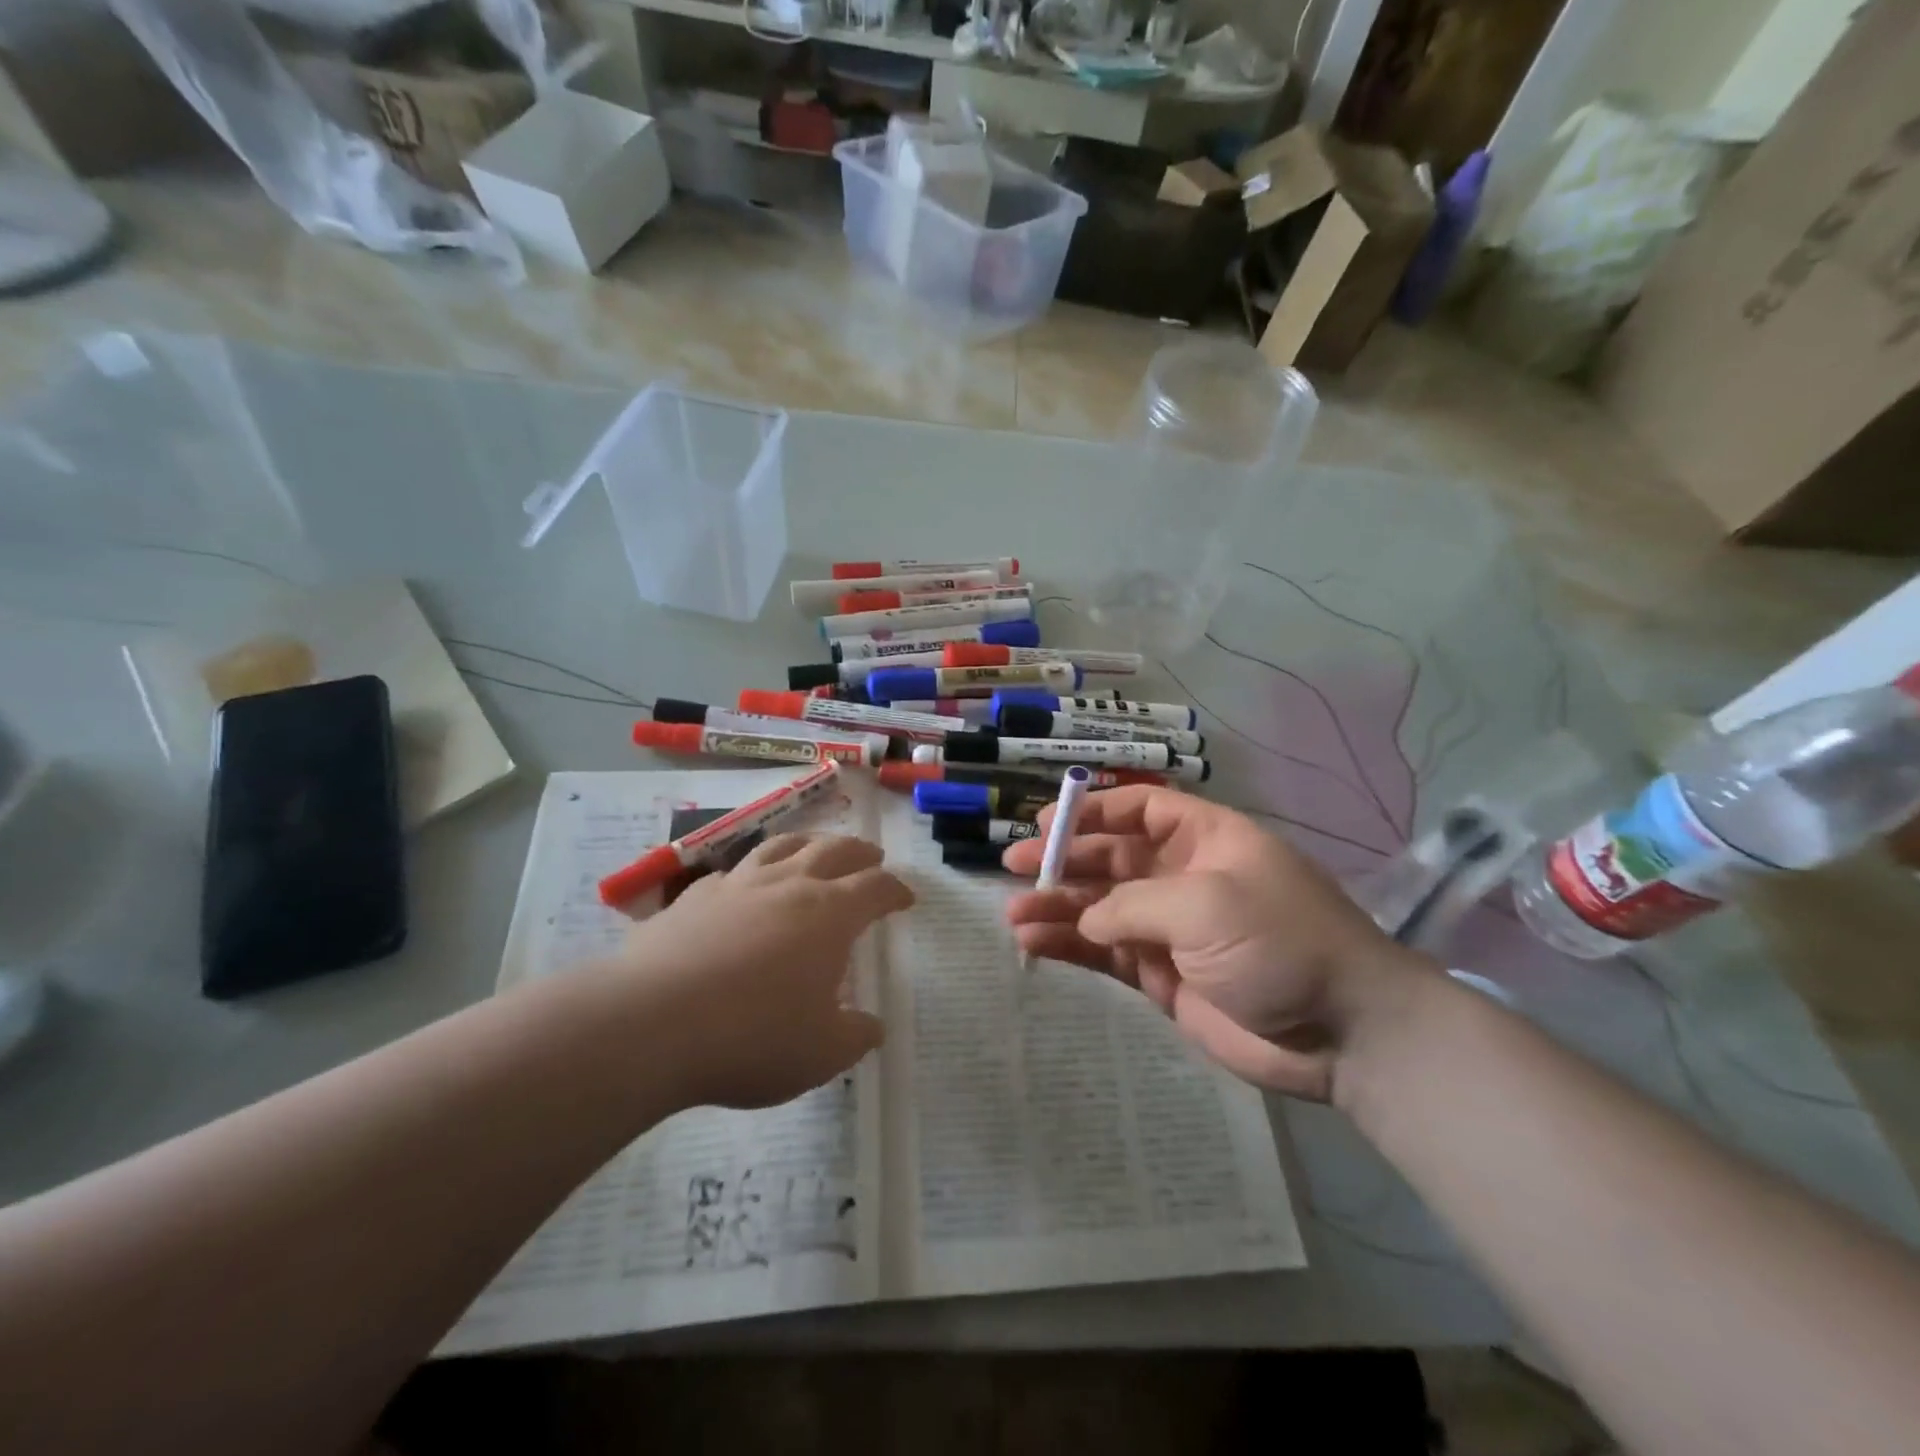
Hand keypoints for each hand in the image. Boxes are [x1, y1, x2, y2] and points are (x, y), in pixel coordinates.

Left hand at [606, 833, 912, 1108]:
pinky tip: (742, 886)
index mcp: (830, 914)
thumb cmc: (753, 1036)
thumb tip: (871, 1027)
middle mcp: (788, 884)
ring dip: (808, 843)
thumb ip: (854, 1037)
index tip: (906, 898)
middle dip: (859, 851)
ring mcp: (737, 885)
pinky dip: (748, 873)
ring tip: (815, 849)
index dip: (896, 890)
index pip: (876, 887)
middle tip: (872, 856)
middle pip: (834, 850)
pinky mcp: (693, 898)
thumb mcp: (821, 1054)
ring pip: (781, 846)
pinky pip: (730, 873)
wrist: (651, 1023)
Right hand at [1003, 786, 1430, 1100]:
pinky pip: (1106, 953)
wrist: (1342, 1033)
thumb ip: (1132, 904)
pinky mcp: (1162, 976)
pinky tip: (1034, 945)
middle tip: (1013, 866)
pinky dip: (1071, 947)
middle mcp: (1184, 877)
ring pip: (1100, 908)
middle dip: (1062, 860)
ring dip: (1057, 907)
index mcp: (1205, 839)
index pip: (1140, 809)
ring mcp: (1171, 929)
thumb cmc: (1279, 941)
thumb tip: (1087, 919)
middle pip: (1111, 857)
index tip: (1046, 822)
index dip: (1093, 810)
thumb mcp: (1204, 903)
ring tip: (1014, 915)